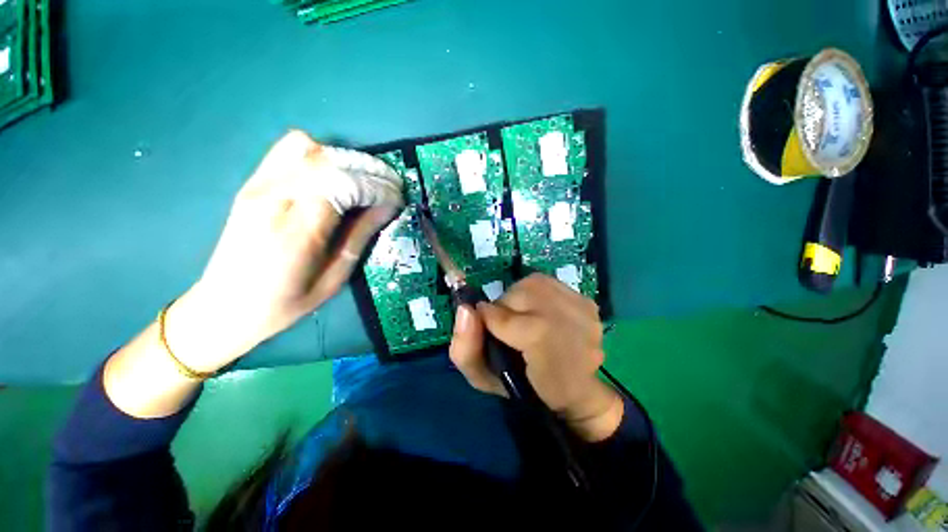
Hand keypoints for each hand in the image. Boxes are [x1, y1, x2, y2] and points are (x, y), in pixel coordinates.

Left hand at [164, 131, 400, 372]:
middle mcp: (273, 198)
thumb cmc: (285, 302)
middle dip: (370, 170)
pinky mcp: (253, 183)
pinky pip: (288, 149)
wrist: (225, 305)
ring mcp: (258, 186)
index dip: (378, 188)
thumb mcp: (334, 278)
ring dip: (346, 161)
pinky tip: (334, 175)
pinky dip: (320, 154)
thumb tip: (388, 207)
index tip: (397, 200)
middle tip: (391, 188)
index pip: (344, 185)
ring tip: (365, 182)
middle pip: (329, 161)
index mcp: (296, 231)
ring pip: (308, 147)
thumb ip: (360, 236)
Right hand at [449, 274, 623, 441]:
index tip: (489, 331)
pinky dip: (537, 295)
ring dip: (520, 298)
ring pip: (533, 283)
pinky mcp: (587, 301)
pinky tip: (543, 314)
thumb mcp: (484, 378)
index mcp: (541, 342)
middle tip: (508, 328)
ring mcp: (581, 307)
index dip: (488, 321)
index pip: (501, 316)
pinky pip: (549, 284)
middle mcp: (567, 318)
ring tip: (525, 319)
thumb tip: (465, 308)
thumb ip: (465, 347)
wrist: (575, 393)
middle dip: (505, 307)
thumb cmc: (526, 389)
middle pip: (518, 292)